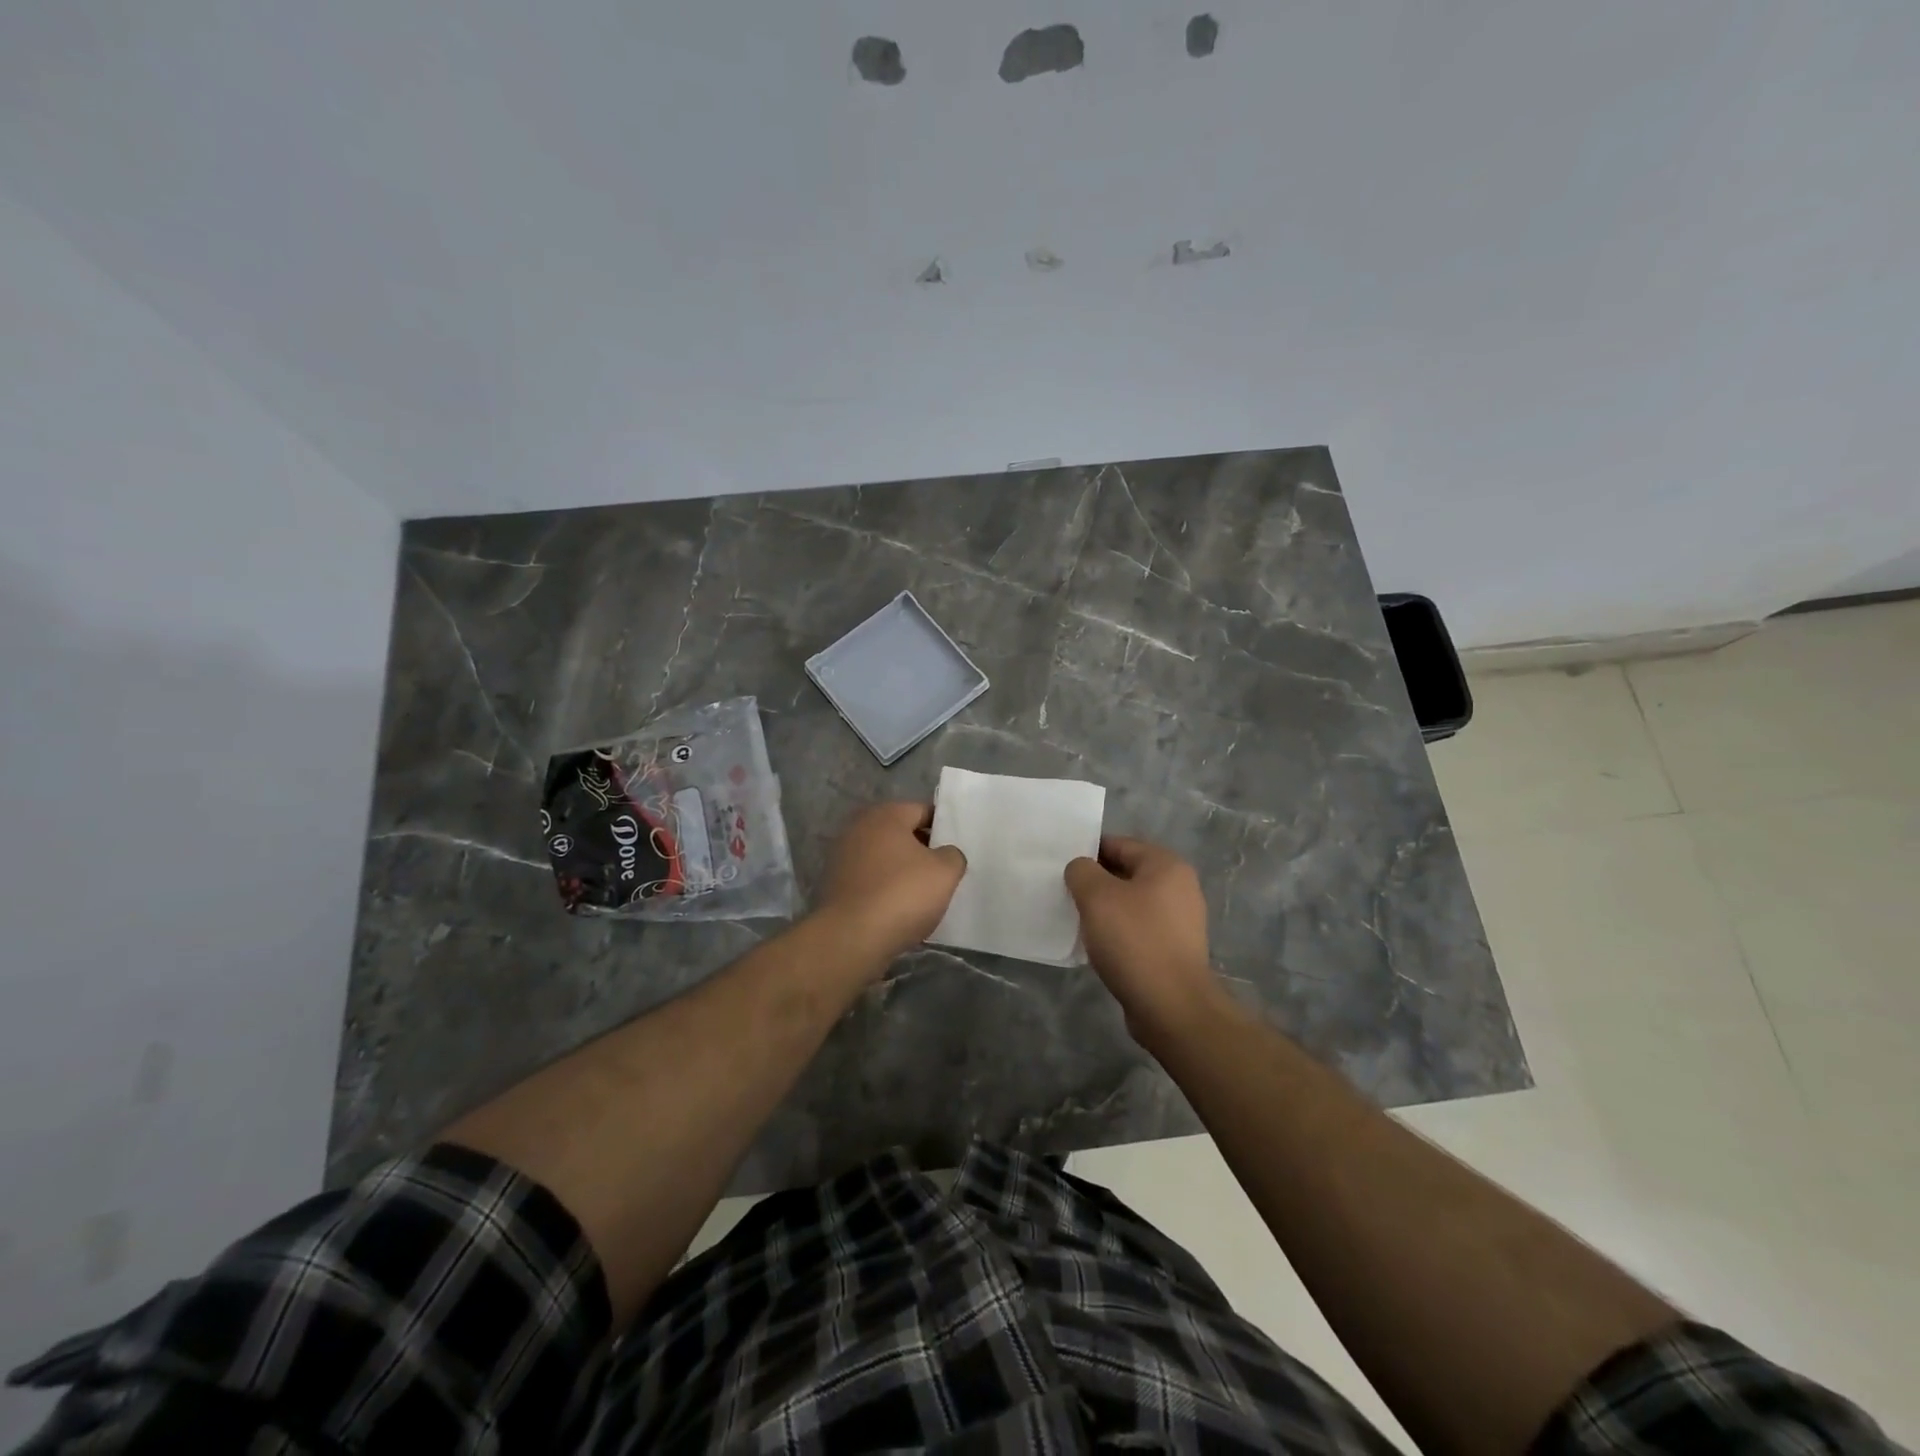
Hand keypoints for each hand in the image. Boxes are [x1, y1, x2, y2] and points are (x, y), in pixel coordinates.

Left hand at [816, 802, 966, 965]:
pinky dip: (885, 889)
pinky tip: (899, 909)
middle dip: (922, 850)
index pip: (923, 811)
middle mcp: (859, 827)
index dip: (944, 828)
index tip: (957, 849)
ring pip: (884, 858)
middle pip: (901, 834)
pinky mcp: (835, 885)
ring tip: (924, 894)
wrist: (852, 938)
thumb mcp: (945, 872)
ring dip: (902, 871)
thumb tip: (946, 854)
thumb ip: (953, 855)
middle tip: (944, 872)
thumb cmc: (902, 894)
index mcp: (886, 815)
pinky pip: (870, 880)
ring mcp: (842, 856)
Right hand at [1065, 836, 1224, 1038]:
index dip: (1087, 852)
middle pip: (1126, 873)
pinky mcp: (1173, 950)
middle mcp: (1179, 887)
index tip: (1060, 866)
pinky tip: (1096, 946)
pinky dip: (1117, 933)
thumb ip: (1082, 871)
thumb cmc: (1134, 941)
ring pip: (1130, 903)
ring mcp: (1179, 921)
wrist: (1171, 1007)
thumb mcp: (1097, 896)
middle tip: (1063, 893)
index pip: (1119, 844)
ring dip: (1104, 910)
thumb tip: (1081, 869)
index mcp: (1166, 865)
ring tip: (1076, 920)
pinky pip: (1137, 930)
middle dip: (1094, 882)